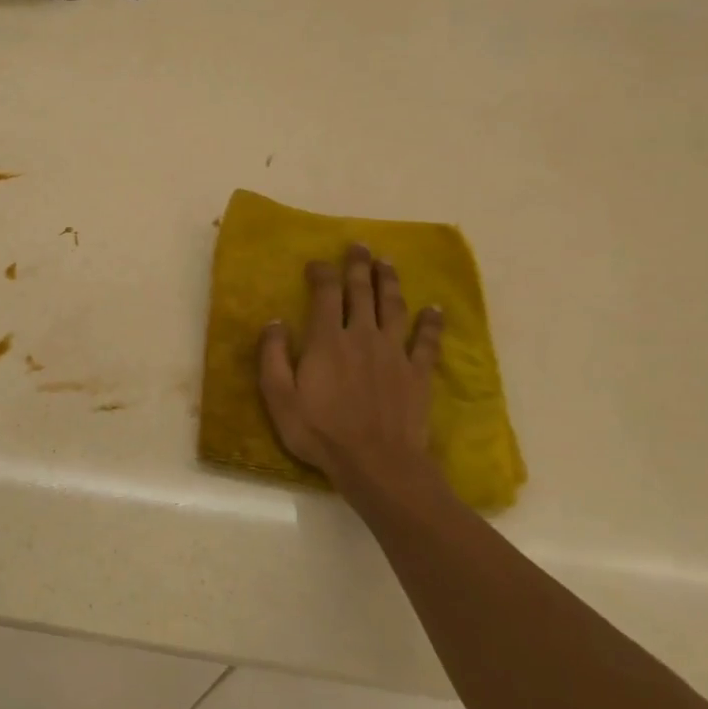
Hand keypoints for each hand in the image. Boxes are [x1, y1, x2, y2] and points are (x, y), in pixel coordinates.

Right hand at [258, 245, 444, 503]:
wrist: (377, 463)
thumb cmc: (320, 432)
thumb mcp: (279, 397)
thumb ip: (273, 356)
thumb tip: (274, 321)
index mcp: (327, 340)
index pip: (325, 294)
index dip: (322, 273)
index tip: (317, 261)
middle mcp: (362, 336)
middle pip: (362, 292)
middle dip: (359, 266)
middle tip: (359, 246)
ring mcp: (394, 353)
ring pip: (393, 307)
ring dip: (390, 281)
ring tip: (388, 262)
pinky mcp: (417, 373)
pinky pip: (426, 341)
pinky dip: (431, 322)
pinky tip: (435, 308)